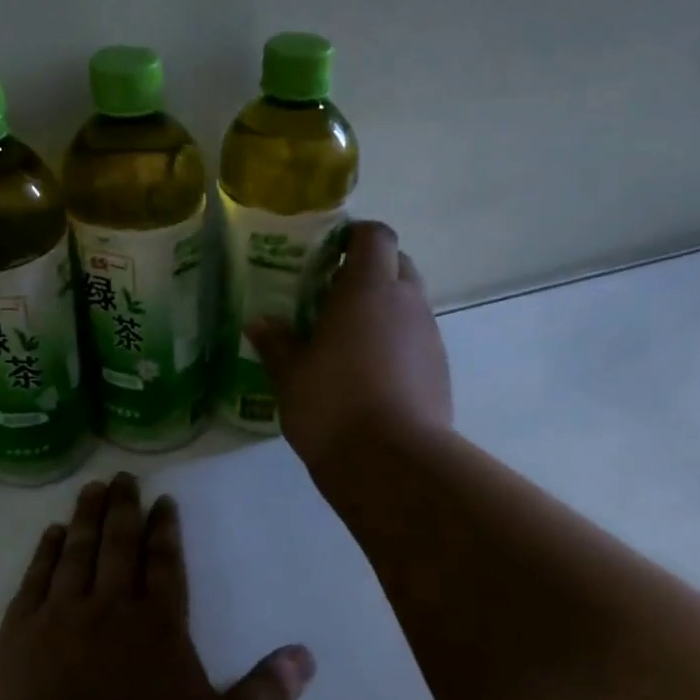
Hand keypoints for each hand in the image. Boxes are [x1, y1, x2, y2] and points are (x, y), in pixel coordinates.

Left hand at [0, 473, 314, 699]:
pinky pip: (35, 580)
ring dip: (86, 518)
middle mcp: (111, 608)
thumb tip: (306, 656)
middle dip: (124, 509)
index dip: (166, 530)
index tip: (162, 500)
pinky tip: (50, 536)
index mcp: (160, 627)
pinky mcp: (17, 637)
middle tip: (122, 477)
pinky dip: (44, 553)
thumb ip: (263, 695)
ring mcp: (60, 618)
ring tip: (91, 490)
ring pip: (78, 553)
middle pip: (120, 545)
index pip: (166, 564)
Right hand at [248, 221, 452, 473]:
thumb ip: (275, 342)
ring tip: (346, 341)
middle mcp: (407, 302)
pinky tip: (368, 375)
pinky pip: (415, 339)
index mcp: (368, 288)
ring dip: (382, 310)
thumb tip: (260, 323)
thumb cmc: (332, 404)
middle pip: (396, 264)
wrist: (392, 463)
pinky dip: (394, 343)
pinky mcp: (439, 369)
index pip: (374, 235)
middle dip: (368, 272)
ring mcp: (429, 336)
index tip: (327, 255)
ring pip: (408, 303)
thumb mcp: (289, 374)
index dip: (354, 237)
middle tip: (331, 299)